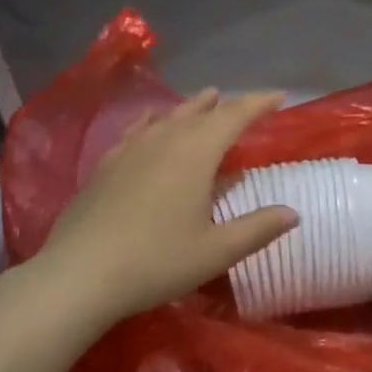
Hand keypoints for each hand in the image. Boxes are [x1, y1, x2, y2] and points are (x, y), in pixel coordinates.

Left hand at [28, 89, 297, 324]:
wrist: (79, 275)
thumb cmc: (156, 261)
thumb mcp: (216, 251)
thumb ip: (258, 228)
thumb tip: (293, 213)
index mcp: (196, 154)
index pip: (235, 116)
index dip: (259, 103)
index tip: (279, 96)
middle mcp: (165, 140)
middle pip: (201, 113)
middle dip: (227, 105)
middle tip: (245, 104)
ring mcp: (131, 150)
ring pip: (168, 117)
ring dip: (191, 107)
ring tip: (205, 98)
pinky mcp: (105, 165)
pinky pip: (136, 130)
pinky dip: (152, 121)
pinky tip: (149, 123)